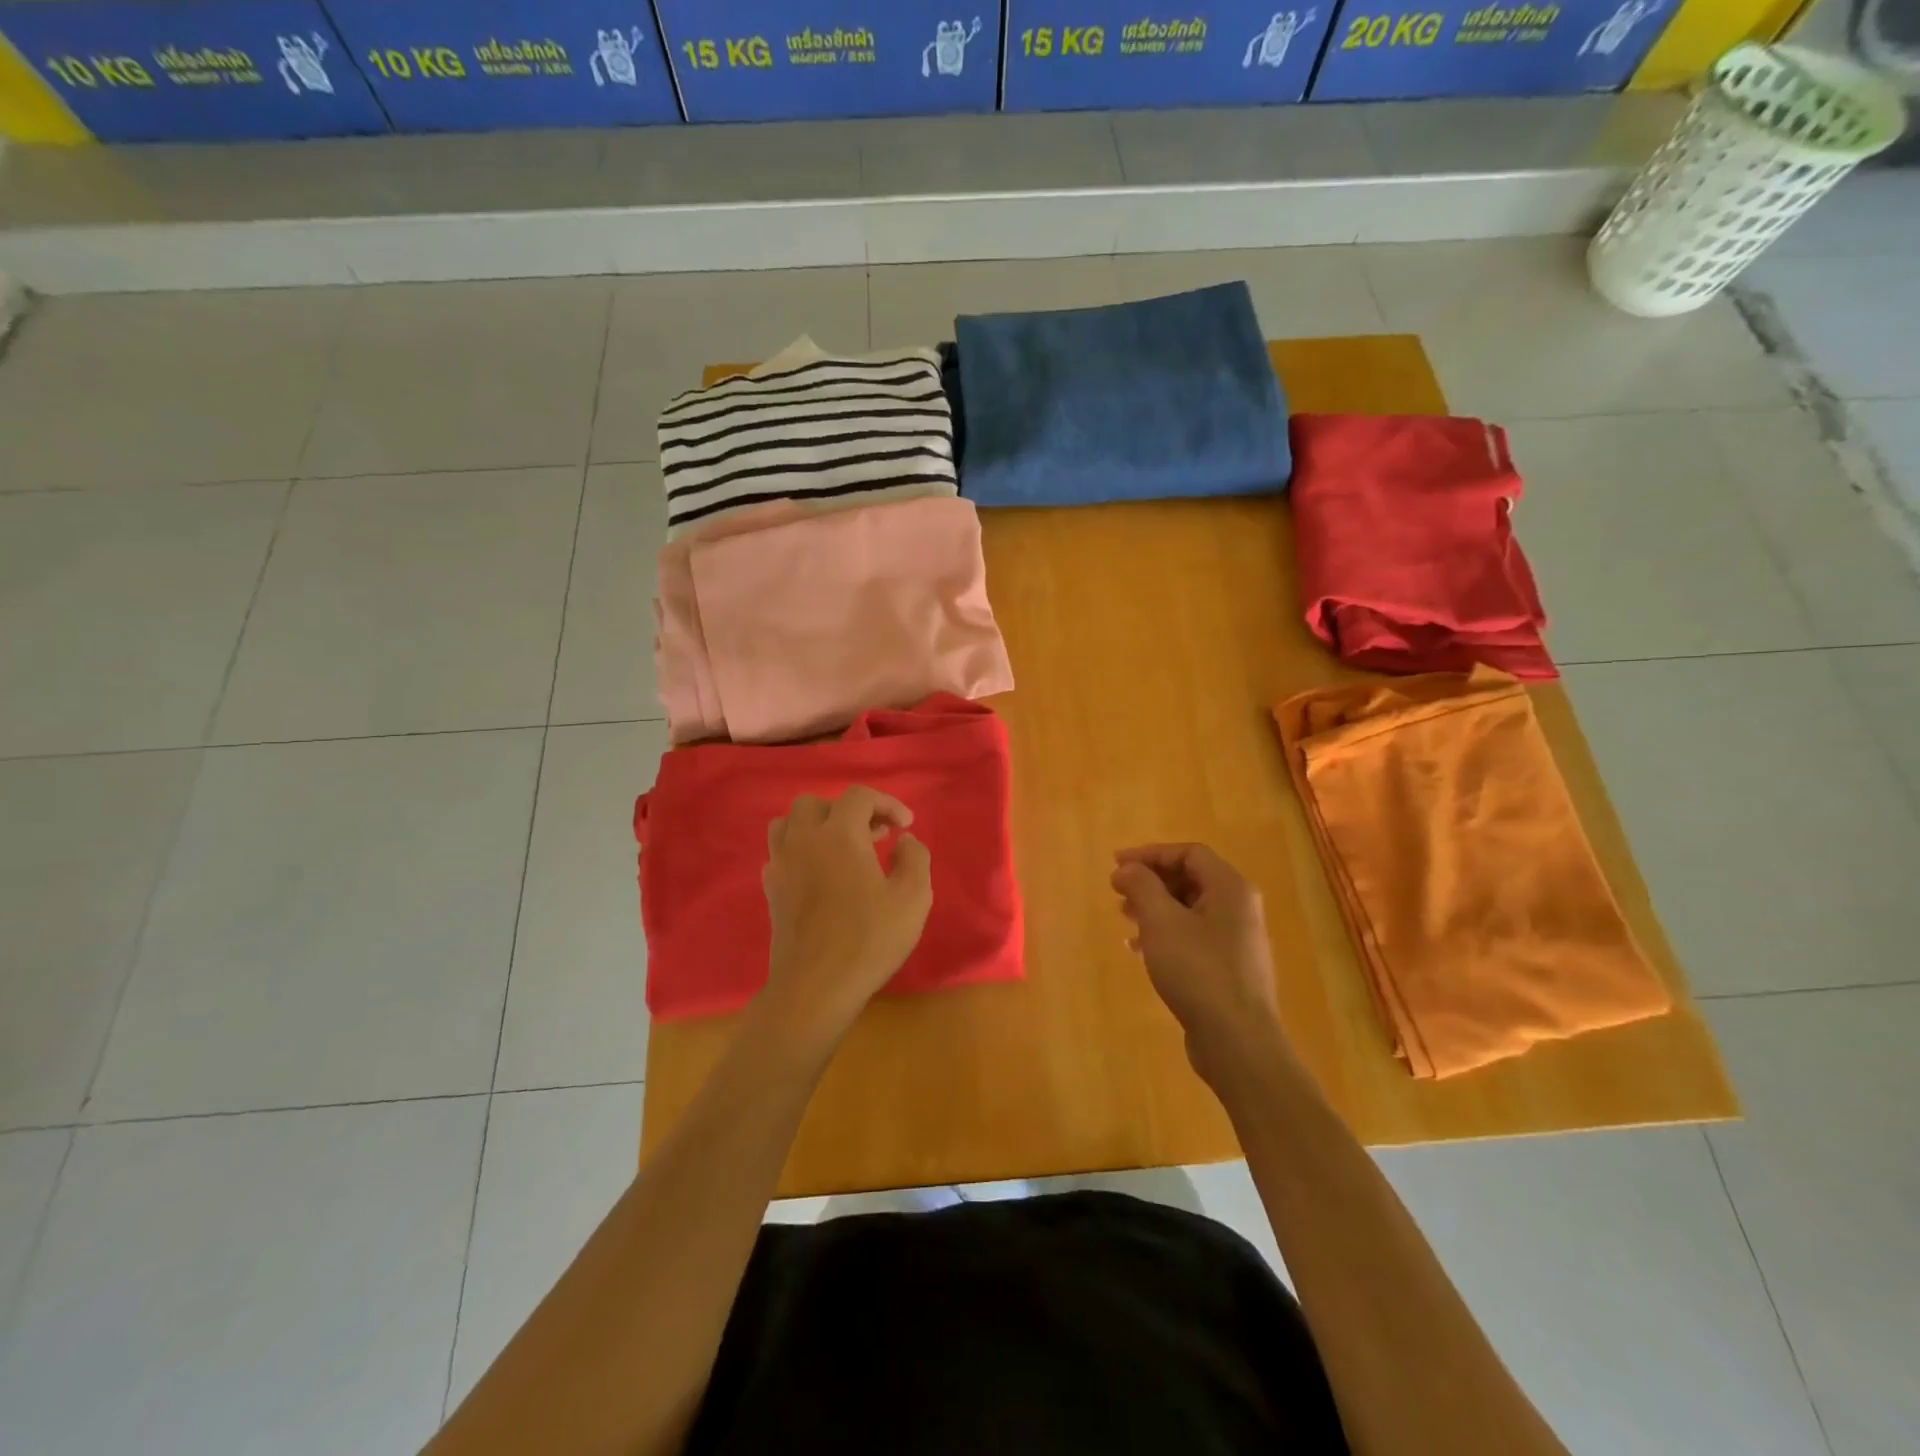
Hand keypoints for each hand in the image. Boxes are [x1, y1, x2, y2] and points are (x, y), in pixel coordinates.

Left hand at [760, 787, 933, 1048]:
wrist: (816, 986)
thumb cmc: (869, 939)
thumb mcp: (913, 897)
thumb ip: (914, 858)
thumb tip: (904, 841)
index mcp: (838, 834)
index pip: (859, 797)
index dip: (887, 803)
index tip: (906, 826)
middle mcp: (803, 840)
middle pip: (816, 803)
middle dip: (848, 811)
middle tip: (874, 835)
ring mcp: (781, 864)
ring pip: (789, 823)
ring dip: (817, 826)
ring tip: (842, 847)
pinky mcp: (771, 890)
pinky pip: (780, 852)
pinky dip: (800, 850)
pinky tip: (820, 873)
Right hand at [1111, 843, 1287, 1083]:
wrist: (1237, 1041)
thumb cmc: (1198, 970)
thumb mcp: (1161, 921)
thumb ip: (1141, 886)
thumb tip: (1126, 868)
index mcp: (1230, 888)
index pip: (1189, 853)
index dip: (1150, 854)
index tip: (1116, 865)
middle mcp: (1239, 908)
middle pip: (1190, 879)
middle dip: (1151, 881)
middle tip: (1118, 891)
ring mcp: (1237, 940)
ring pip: (1190, 909)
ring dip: (1155, 907)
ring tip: (1124, 918)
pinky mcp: (1229, 968)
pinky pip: (1193, 936)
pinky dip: (1165, 934)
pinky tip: (1139, 950)